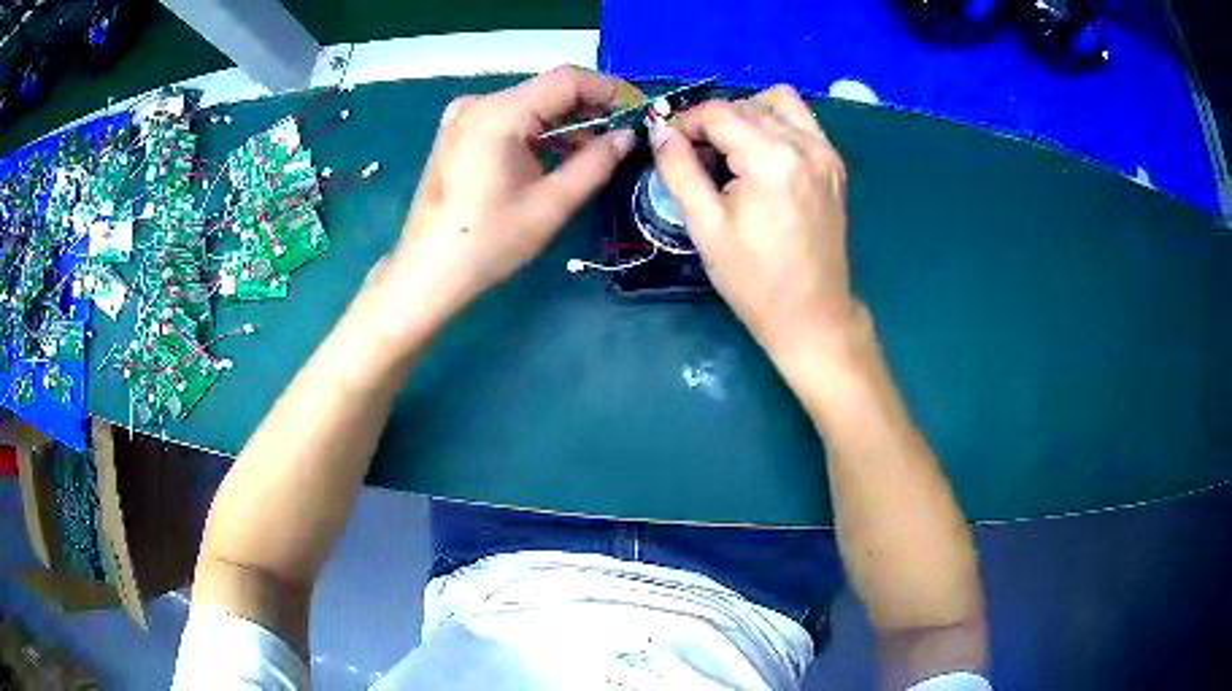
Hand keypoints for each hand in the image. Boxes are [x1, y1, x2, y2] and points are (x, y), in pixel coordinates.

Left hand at [389, 66, 636, 320]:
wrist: (427, 271)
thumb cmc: (488, 242)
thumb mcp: (551, 204)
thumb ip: (596, 163)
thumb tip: (627, 136)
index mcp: (498, 114)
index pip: (566, 79)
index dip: (608, 89)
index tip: (638, 111)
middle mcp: (479, 103)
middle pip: (548, 89)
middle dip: (589, 108)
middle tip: (623, 134)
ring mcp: (465, 116)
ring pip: (531, 104)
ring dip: (566, 122)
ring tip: (597, 150)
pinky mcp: (460, 132)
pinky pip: (511, 119)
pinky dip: (539, 132)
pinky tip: (560, 154)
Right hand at [651, 85, 860, 360]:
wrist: (813, 314)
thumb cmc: (755, 280)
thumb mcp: (706, 226)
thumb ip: (679, 170)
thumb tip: (659, 131)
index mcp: (772, 159)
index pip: (719, 113)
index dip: (686, 122)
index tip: (670, 145)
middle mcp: (806, 144)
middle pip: (746, 104)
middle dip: (713, 121)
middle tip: (696, 155)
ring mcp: (826, 153)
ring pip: (777, 102)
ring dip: (747, 114)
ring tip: (731, 150)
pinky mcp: (835, 165)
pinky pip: (801, 121)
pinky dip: (775, 124)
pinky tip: (761, 156)